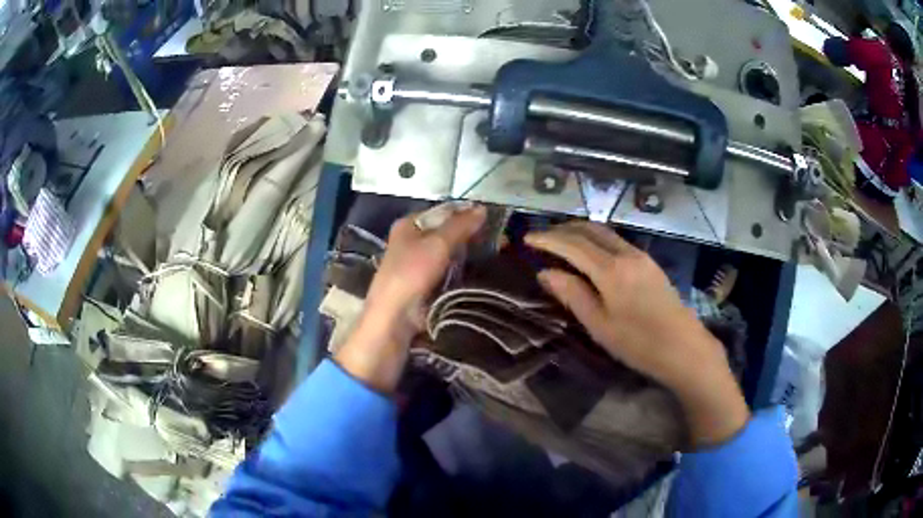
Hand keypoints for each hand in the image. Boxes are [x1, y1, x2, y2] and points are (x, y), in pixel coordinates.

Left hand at [335, 205, 486, 392]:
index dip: (466, 212)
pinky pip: (450, 269)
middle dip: (471, 234)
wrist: (396, 316)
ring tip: (497, 251)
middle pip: (447, 231)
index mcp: (409, 224)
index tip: (492, 218)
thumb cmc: (411, 273)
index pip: (443, 211)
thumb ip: (461, 225)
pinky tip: (483, 268)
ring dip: (470, 252)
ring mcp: (420, 263)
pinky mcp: (428, 283)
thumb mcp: (438, 243)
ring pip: (450, 251)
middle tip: (499, 237)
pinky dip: (464, 268)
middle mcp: (413, 240)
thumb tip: (482, 208)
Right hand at [526, 221, 749, 446]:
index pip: (572, 244)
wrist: (684, 348)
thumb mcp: (599, 325)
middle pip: (590, 229)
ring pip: (605, 232)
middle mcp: (626, 254)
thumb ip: (572, 294)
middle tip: (542, 237)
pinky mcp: (650, 263)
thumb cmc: (638, 344)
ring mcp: (641, 256)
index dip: (548, 239)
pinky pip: (617, 241)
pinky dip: (597, 240)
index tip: (527, 238)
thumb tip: (545, 272)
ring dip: (580, 232)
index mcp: (611, 270)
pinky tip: (590, 253)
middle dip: (563, 229)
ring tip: (561, 242)